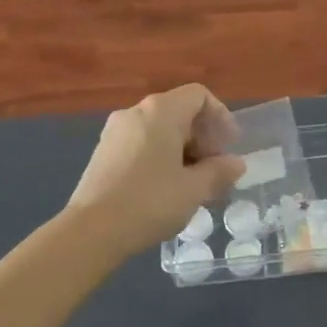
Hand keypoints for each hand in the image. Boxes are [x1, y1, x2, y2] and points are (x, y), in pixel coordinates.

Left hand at [65, 85, 244, 256]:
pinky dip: (161, 157)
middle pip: (179, 112)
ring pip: (160, 130)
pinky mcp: (103, 152)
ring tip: (193, 184)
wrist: (91, 230)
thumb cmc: (150, 202)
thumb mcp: (195, 189)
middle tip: (215, 170)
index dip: (221, 116)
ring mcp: (115, 132)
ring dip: (183, 151)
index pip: (199, 96)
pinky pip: (142, 144)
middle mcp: (135, 112)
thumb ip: (219, 171)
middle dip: (203, 138)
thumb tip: (235, 163)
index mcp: (161, 112)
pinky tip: (166, 189)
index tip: (229, 146)